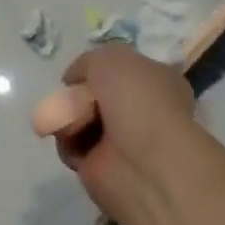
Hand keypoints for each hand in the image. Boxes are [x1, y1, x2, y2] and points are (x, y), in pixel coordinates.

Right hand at [55, 46, 220, 224]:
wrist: (144, 163)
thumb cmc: (137, 100)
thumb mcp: (111, 57)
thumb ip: (88, 62)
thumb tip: (74, 80)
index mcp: (157, 81)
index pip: (122, 69)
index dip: (98, 68)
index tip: (83, 73)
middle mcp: (141, 110)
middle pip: (95, 94)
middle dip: (78, 94)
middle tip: (73, 97)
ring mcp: (122, 140)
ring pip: (81, 119)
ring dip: (68, 116)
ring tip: (71, 119)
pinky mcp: (101, 167)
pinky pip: (72, 146)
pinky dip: (67, 141)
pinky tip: (72, 139)